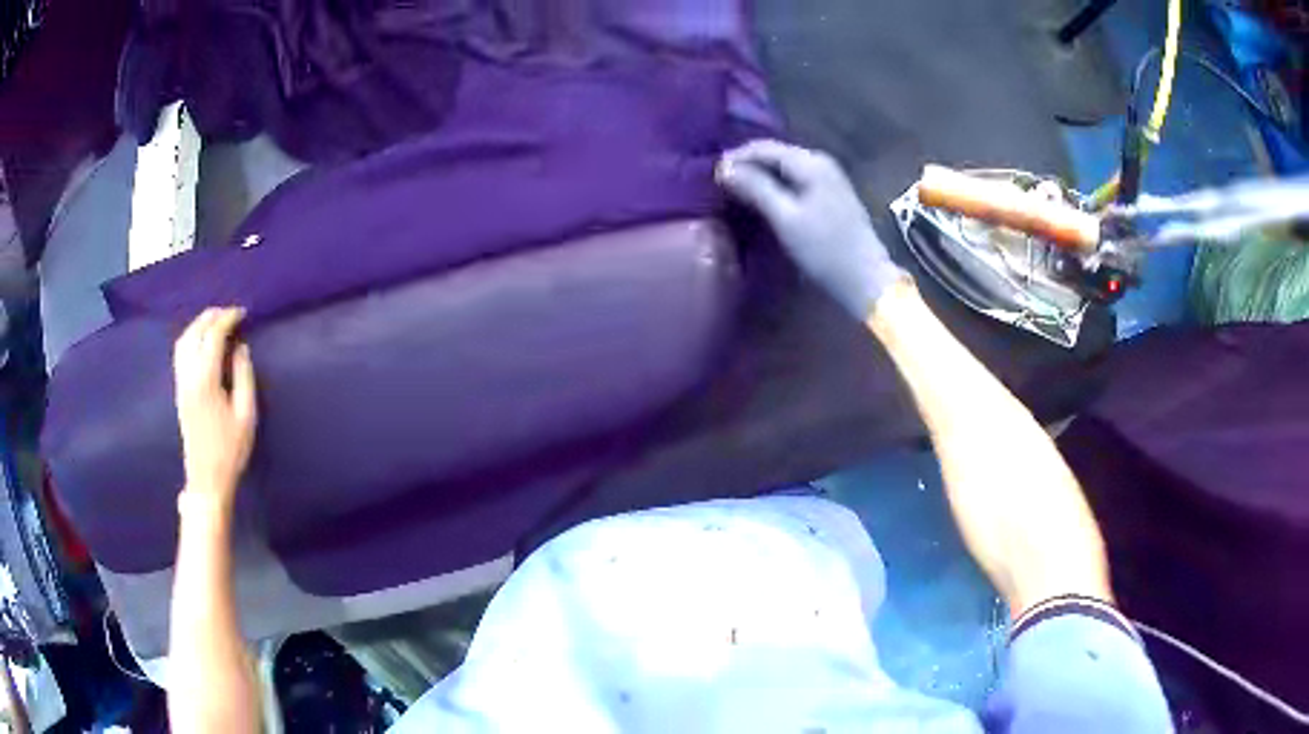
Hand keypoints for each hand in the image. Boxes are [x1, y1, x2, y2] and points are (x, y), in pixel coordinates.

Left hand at [173, 308, 257, 498]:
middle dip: (212, 317)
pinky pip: (180, 352)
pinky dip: (191, 337)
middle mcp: (188, 375)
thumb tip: (240, 347)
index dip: (228, 319)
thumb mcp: (246, 415)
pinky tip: (202, 341)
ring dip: (199, 325)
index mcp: (206, 379)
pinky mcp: (179, 390)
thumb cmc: (230, 449)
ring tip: (216, 322)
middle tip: (231, 313)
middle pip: (195, 333)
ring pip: (184, 340)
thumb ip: (244, 376)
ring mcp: (181, 383)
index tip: (243, 313)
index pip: (213, 336)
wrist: (207, 478)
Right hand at [718, 140, 905, 318]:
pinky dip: (775, 184)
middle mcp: (821, 161)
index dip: (736, 157)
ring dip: (760, 174)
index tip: (711, 173)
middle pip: (775, 154)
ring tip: (736, 189)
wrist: (865, 277)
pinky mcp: (831, 193)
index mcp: (810, 162)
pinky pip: (795, 178)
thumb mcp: (785, 218)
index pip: (764, 148)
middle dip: (747, 164)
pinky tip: (763, 197)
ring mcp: (829, 176)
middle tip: (720, 182)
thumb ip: (755, 188)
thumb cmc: (824, 249)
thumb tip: (724, 167)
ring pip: (784, 166)